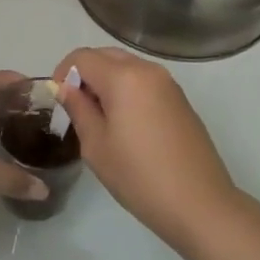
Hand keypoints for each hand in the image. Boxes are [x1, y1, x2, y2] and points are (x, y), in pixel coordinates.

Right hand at [52, 47, 238, 254]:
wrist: (200, 204)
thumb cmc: (139, 176)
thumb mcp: (96, 146)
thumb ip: (78, 109)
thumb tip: (65, 87)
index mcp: (123, 77)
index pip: (82, 57)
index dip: (63, 72)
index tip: (60, 101)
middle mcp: (147, 70)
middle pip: (106, 55)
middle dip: (86, 73)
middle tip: (77, 108)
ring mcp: (168, 83)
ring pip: (127, 66)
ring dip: (107, 81)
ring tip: (100, 118)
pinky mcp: (180, 99)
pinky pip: (145, 81)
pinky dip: (128, 90)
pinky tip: (127, 124)